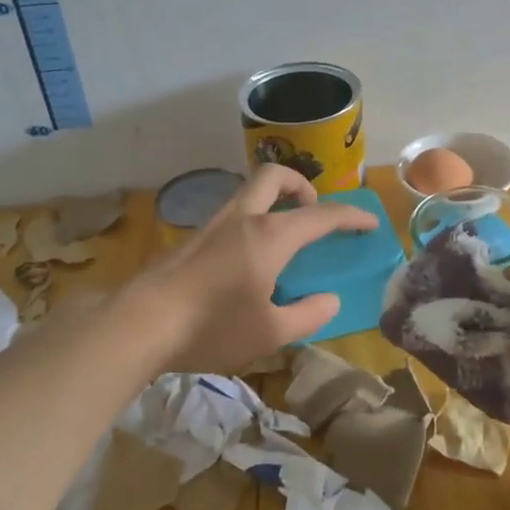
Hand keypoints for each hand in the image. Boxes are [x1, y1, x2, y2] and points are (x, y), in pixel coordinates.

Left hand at [128, 165, 375, 374]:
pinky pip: (233, 214)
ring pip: (249, 192)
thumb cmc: (212, 326)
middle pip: (274, 177)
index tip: (370, 222)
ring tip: (284, 236)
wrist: (139, 324)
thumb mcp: (270, 332)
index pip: (321, 215)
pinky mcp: (192, 239)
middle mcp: (243, 219)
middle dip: (301, 185)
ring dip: (274, 200)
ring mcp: (213, 225)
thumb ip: (307, 315)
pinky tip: (249, 258)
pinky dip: (253, 219)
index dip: (350, 216)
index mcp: (270, 236)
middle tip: (312, 211)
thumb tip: (330, 300)